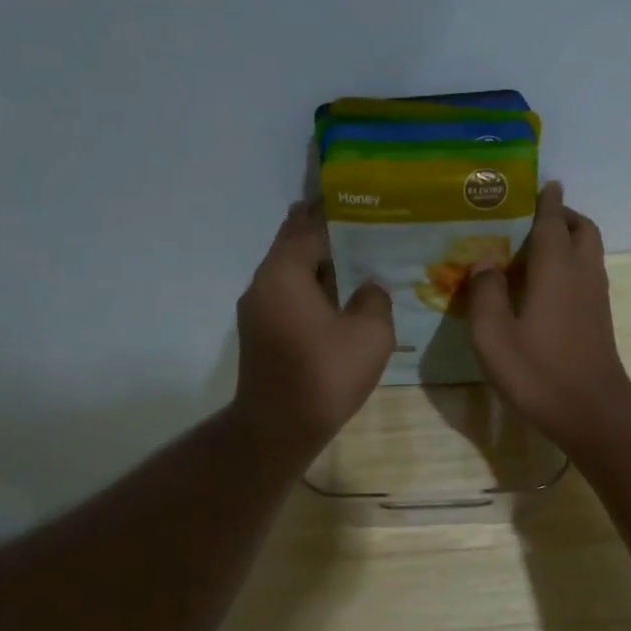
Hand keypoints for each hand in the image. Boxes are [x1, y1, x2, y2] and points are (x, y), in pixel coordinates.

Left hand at [232, 203, 394, 466]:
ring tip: (352, 260)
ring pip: (287, 273)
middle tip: (357, 226)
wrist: (278, 428)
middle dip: (320, 234)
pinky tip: (336, 299)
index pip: (308, 228)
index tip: (356, 202)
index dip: (333, 214)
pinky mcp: (259, 334)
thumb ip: (375, 300)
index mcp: (284, 273)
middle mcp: (262, 284)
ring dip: (315, 264)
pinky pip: (286, 296)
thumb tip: (369, 288)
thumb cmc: (325, 375)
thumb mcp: (370, 334)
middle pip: (291, 246)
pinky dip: (308, 288)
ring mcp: (255, 311)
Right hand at [463, 182, 630, 447]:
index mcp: (555, 269)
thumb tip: (484, 262)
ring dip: (571, 239)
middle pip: (583, 229)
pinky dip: (573, 263)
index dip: (547, 201)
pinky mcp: (600, 317)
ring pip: (590, 251)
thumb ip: (485, 294)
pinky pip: (589, 273)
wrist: (590, 409)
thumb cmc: (538, 371)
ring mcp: (596, 296)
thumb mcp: (494, 336)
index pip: (552, 222)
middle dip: (564, 216)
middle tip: (536, 217)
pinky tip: (548, 284)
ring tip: (539, 248)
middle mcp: (582, 273)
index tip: (543, 183)